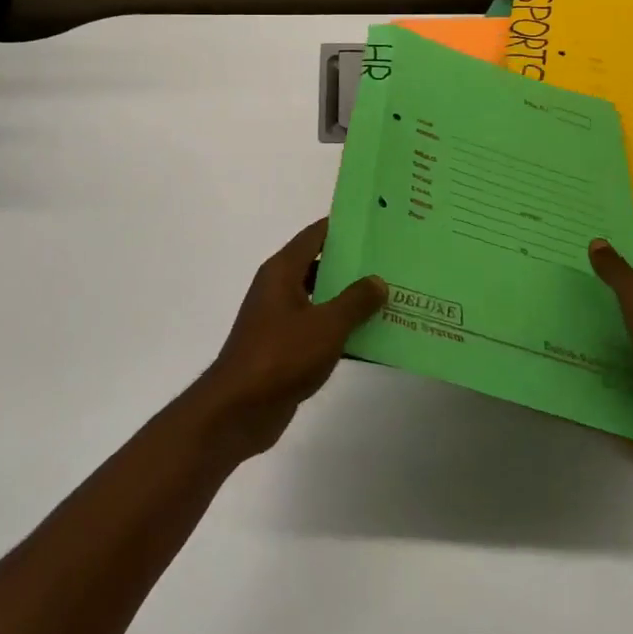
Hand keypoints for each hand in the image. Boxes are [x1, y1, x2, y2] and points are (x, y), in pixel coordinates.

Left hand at [192, 219, 386, 458]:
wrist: (239, 410)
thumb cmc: (281, 355)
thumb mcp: (326, 325)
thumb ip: (355, 300)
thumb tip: (377, 280)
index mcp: (283, 271)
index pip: (315, 235)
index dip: (344, 227)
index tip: (376, 224)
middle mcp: (279, 288)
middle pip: (321, 265)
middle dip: (355, 266)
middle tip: (393, 262)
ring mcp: (281, 319)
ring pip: (323, 300)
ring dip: (352, 301)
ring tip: (392, 298)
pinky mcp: (285, 348)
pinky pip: (319, 329)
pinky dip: (342, 331)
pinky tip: (374, 338)